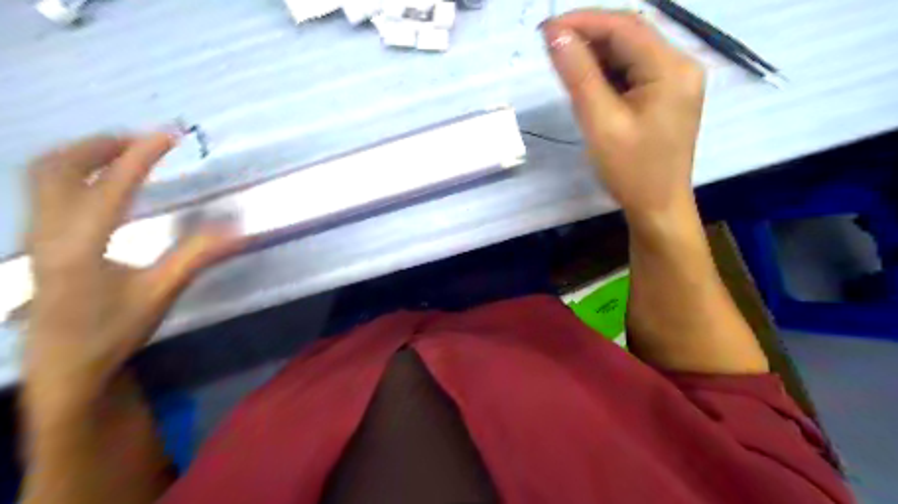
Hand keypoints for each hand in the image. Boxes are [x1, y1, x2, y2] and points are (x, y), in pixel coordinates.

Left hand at [24, 132, 240, 402]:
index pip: (112, 184)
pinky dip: (71, 169)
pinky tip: (99, 180)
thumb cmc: (114, 330)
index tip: (169, 135)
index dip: (142, 155)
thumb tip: (238, 229)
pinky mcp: (38, 240)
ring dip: (82, 153)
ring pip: (43, 173)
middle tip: (144, 140)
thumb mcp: (162, 293)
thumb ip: (197, 256)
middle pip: (59, 166)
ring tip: (123, 151)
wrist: (65, 365)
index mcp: (83, 244)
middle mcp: (51, 230)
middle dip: (102, 144)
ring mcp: (37, 233)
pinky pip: (44, 188)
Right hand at [543, 9, 704, 216]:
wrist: (657, 207)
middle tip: (550, 47)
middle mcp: (680, 65)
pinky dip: (608, 72)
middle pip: (630, 35)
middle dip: (588, 36)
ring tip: (564, 66)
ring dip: (596, 54)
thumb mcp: (600, 123)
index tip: (545, 30)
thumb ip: (579, 76)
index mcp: (671, 68)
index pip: (624, 27)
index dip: (582, 22)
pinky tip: (588, 83)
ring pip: (630, 52)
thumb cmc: (630, 171)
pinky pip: (634, 71)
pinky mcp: (666, 94)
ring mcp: (675, 80)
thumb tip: (555, 35)